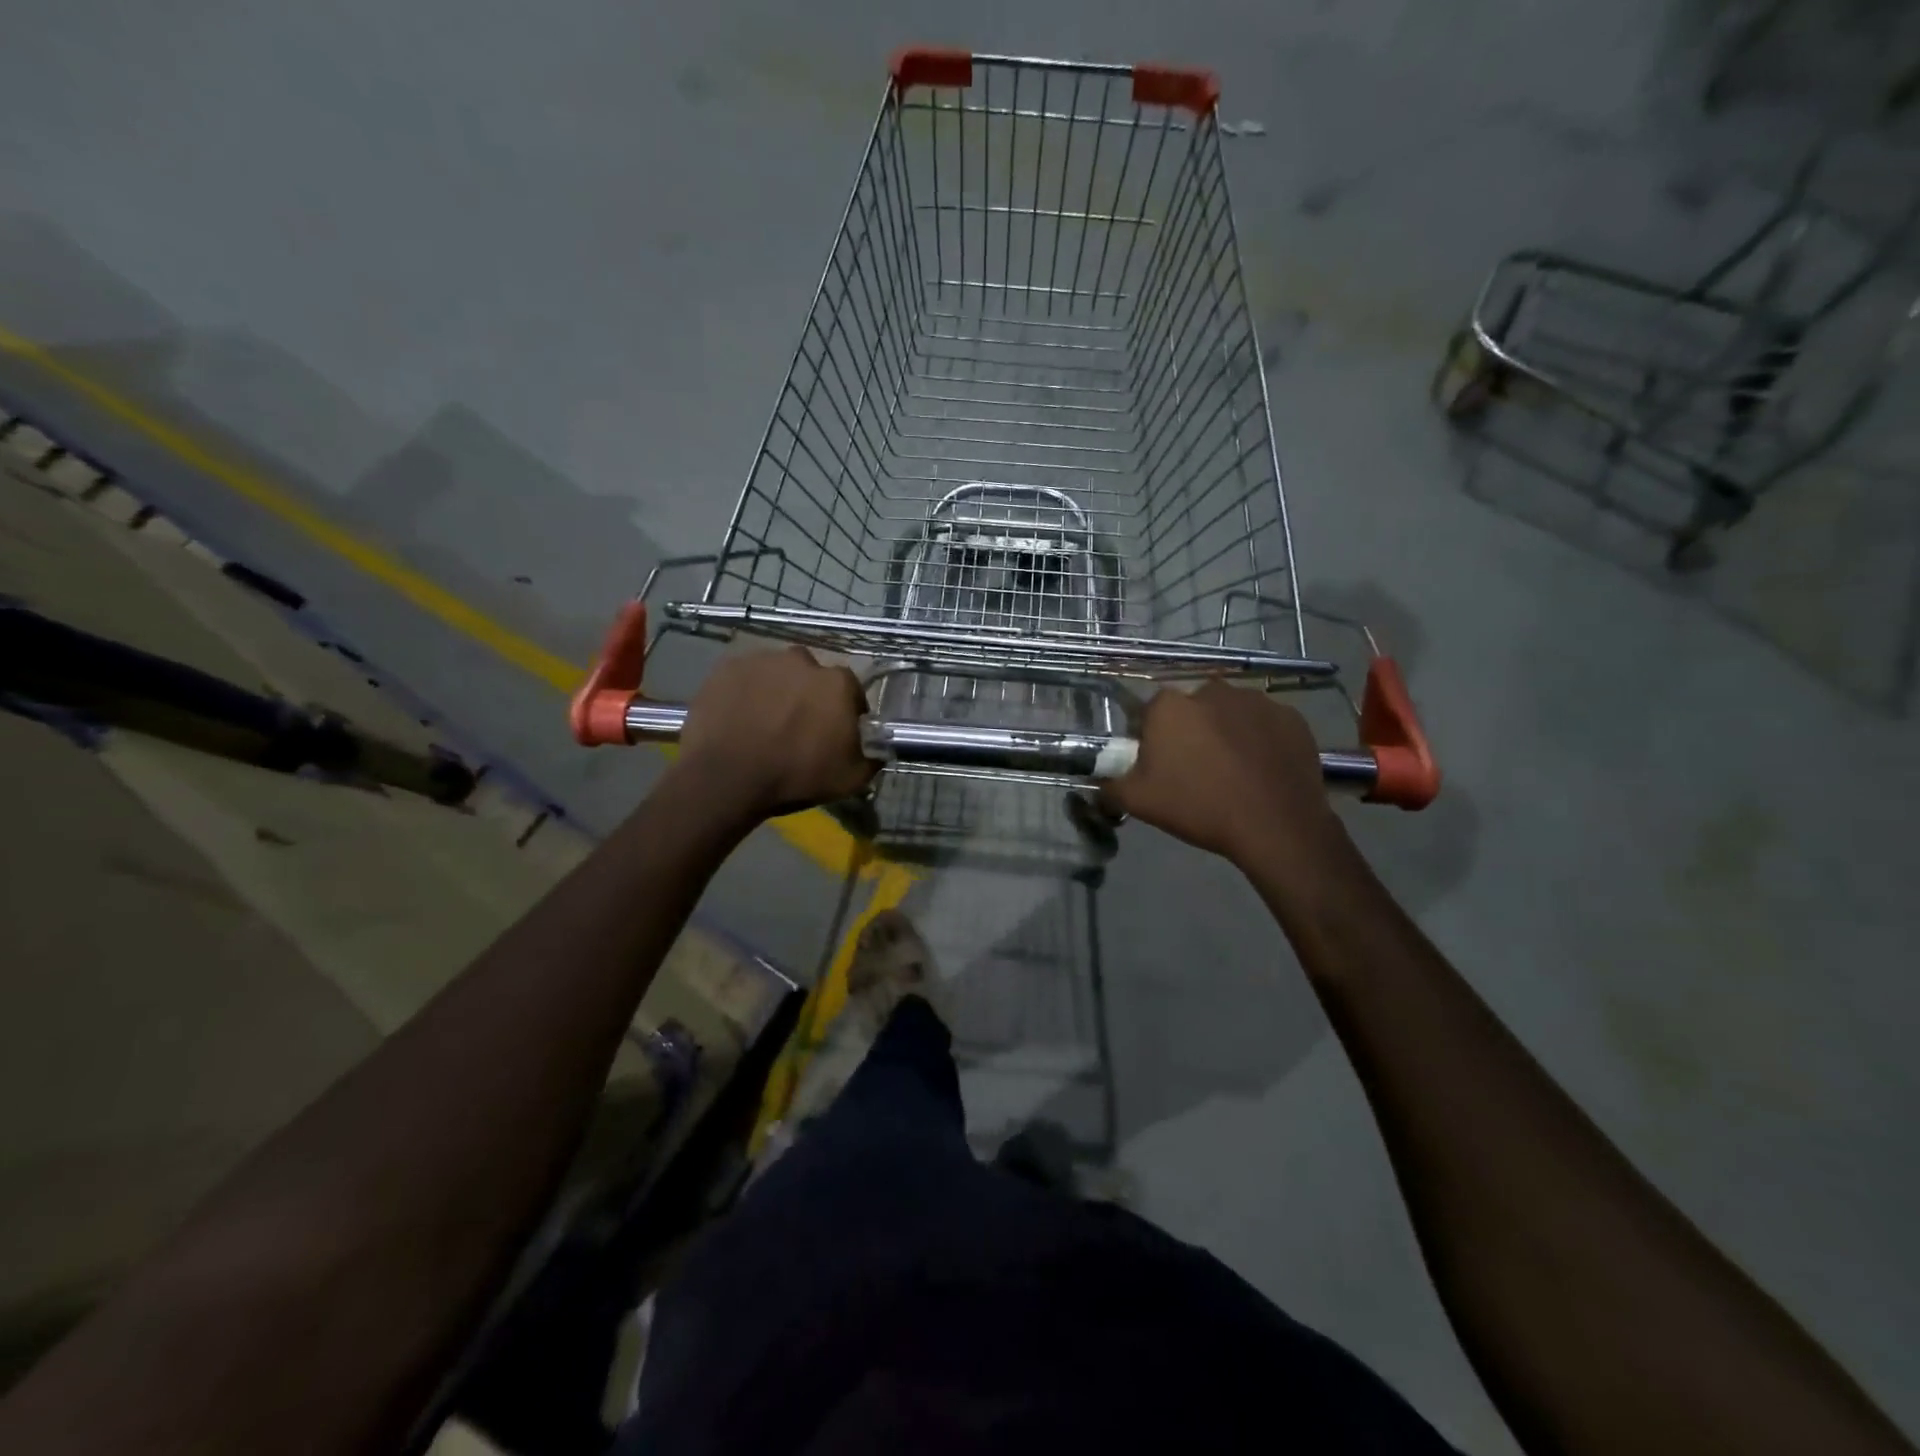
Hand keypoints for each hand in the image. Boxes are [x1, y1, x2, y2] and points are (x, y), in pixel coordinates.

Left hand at [674, 647, 874, 818]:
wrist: (726, 777)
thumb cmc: (796, 776)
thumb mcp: (850, 779)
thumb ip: (872, 758)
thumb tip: (879, 750)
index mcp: (837, 683)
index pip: (851, 691)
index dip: (845, 712)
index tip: (836, 732)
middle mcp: (802, 660)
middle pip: (812, 677)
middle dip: (809, 697)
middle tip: (797, 727)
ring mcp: (761, 661)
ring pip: (777, 674)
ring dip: (777, 692)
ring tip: (764, 722)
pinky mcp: (726, 667)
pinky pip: (745, 678)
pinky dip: (746, 693)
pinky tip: (739, 718)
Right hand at [1104, 681, 1350, 872]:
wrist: (1275, 826)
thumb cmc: (1199, 807)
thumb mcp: (1138, 802)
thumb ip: (1109, 785)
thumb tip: (1097, 781)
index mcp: (1170, 705)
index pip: (1149, 715)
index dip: (1151, 740)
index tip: (1160, 767)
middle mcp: (1211, 690)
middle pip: (1191, 710)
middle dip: (1190, 733)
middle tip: (1196, 771)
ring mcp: (1256, 700)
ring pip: (1229, 714)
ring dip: (1226, 733)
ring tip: (1233, 772)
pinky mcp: (1291, 717)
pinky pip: (1264, 725)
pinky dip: (1260, 741)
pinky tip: (1261, 770)